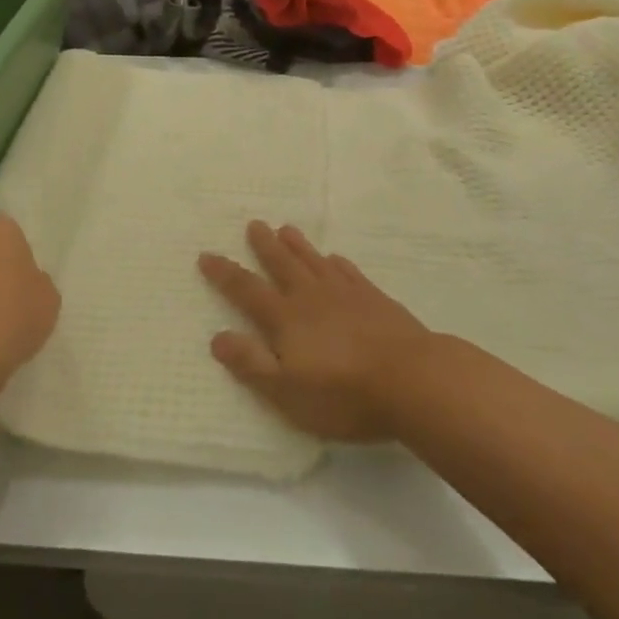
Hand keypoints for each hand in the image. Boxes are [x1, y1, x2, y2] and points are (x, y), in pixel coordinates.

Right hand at [198, 221, 429, 441]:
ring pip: (314, 261)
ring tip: (286, 228)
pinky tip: (335, 259)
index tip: (206, 255)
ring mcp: (345, 294)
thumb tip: (217, 337)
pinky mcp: (375, 299)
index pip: (247, 290)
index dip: (225, 274)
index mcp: (286, 319)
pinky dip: (337, 263)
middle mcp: (311, 297)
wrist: (412, 379)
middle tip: (254, 224)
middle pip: (282, 265)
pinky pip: (349, 272)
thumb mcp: (287, 392)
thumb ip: (251, 364)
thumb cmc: (344, 394)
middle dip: (264, 246)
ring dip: (298, 245)